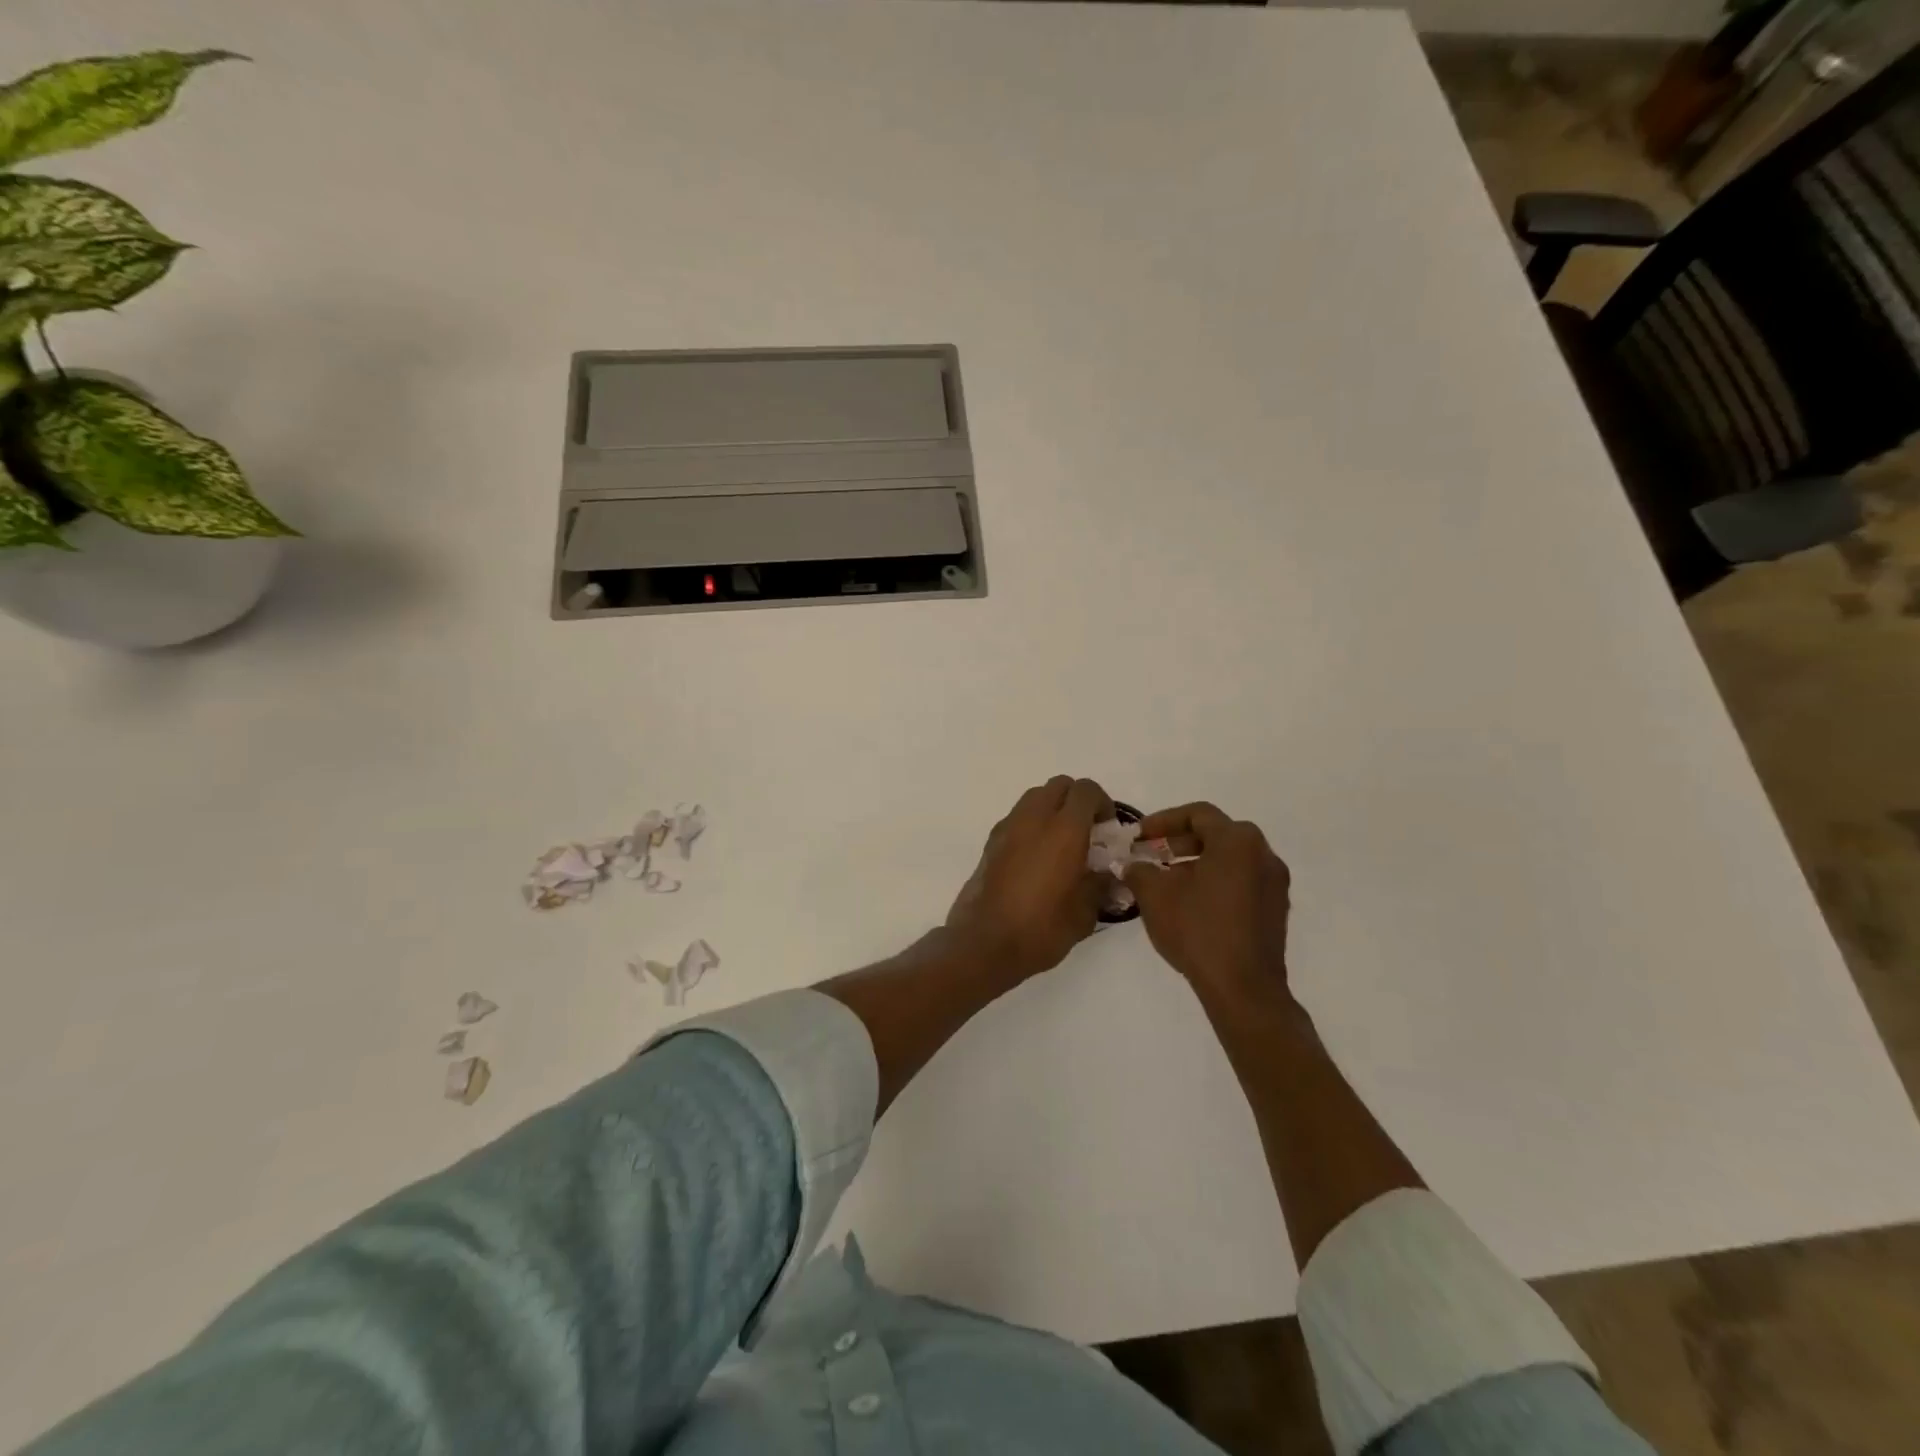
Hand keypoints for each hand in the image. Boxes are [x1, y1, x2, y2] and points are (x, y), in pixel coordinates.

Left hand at [946, 775, 1113, 983]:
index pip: (1086, 790)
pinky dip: (1032, 825)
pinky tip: (1037, 858)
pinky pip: (1017, 817)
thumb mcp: (1085, 913)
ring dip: (1052, 809)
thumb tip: (1111, 875)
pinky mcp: (991, 841)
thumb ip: (1102, 885)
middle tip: (1086, 832)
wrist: (985, 943)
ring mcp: (1008, 827)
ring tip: (1061, 844)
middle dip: (1076, 801)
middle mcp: (1034, 818)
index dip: (1102, 804)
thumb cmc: (1041, 928)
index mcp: (1064, 830)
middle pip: (1059, 785)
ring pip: (1035, 797)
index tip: (1107, 831)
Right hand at [1124, 802, 1291, 1005]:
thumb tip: (1132, 864)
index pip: (1197, 814)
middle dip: (1180, 842)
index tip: (1140, 836)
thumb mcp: (1155, 895)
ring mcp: (1275, 883)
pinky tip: (1192, 904)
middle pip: (1217, 834)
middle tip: (1152, 854)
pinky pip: (1242, 881)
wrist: (1243, 988)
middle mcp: (1263, 854)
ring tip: (1168, 881)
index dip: (1163, 820)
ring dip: (1198, 863)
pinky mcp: (1276, 910)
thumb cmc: (1198, 930)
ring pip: (1230, 859)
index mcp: (1237, 841)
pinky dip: (1216, 882)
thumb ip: (1139, 870)